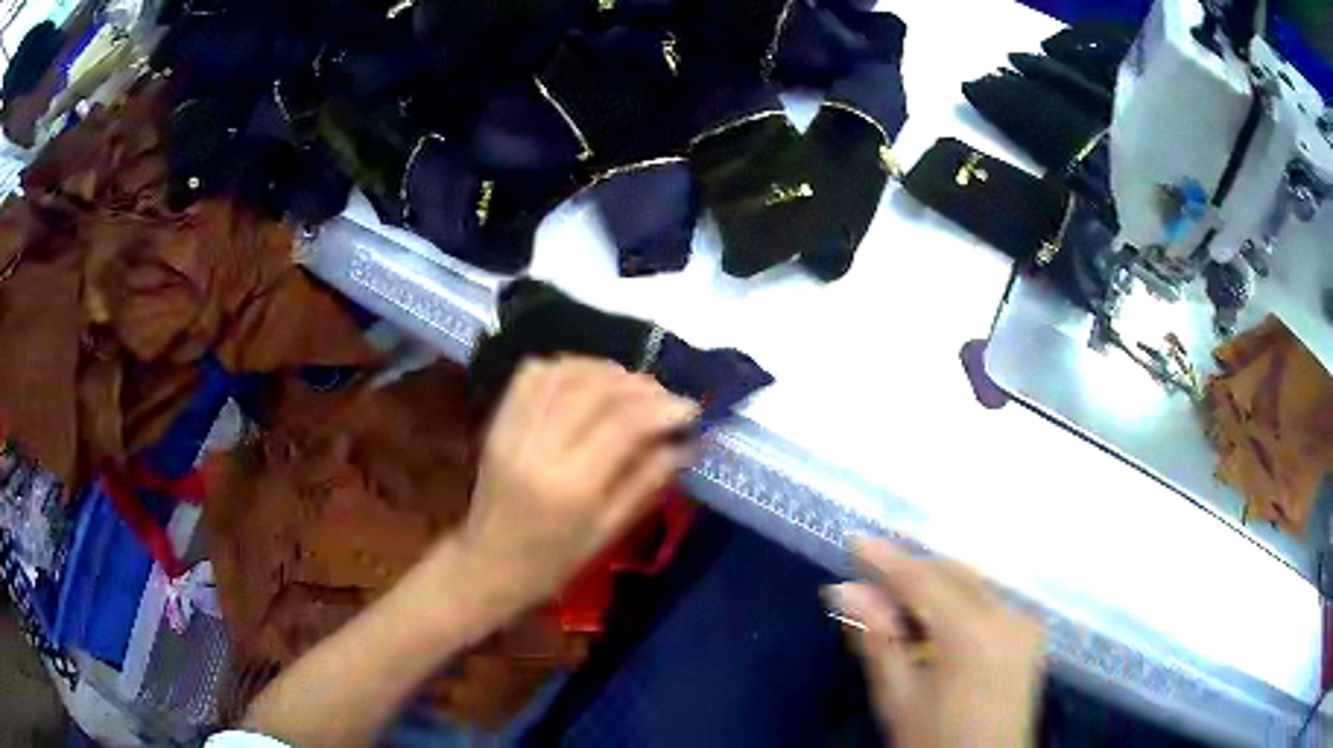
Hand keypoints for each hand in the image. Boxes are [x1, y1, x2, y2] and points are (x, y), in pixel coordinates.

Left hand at [454, 356, 698, 617]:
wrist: (486, 566)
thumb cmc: (553, 562)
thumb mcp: (608, 532)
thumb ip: (647, 481)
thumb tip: (688, 444)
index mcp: (570, 487)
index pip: (623, 425)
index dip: (663, 408)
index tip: (691, 408)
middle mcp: (538, 449)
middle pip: (594, 391)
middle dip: (639, 385)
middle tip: (665, 395)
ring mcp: (511, 431)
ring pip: (563, 374)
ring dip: (605, 370)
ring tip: (632, 384)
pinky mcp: (497, 424)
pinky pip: (530, 377)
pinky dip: (565, 368)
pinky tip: (587, 379)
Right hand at [829, 539, 1043, 747]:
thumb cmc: (934, 742)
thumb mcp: (897, 698)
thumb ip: (877, 638)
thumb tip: (845, 590)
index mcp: (973, 633)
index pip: (924, 581)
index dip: (887, 561)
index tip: (854, 540)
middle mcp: (1008, 614)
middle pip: (953, 573)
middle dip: (910, 569)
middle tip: (867, 575)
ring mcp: (1024, 622)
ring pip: (973, 582)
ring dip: (933, 582)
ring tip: (894, 595)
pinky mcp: (1029, 633)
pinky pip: (988, 598)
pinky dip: (956, 598)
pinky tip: (932, 615)